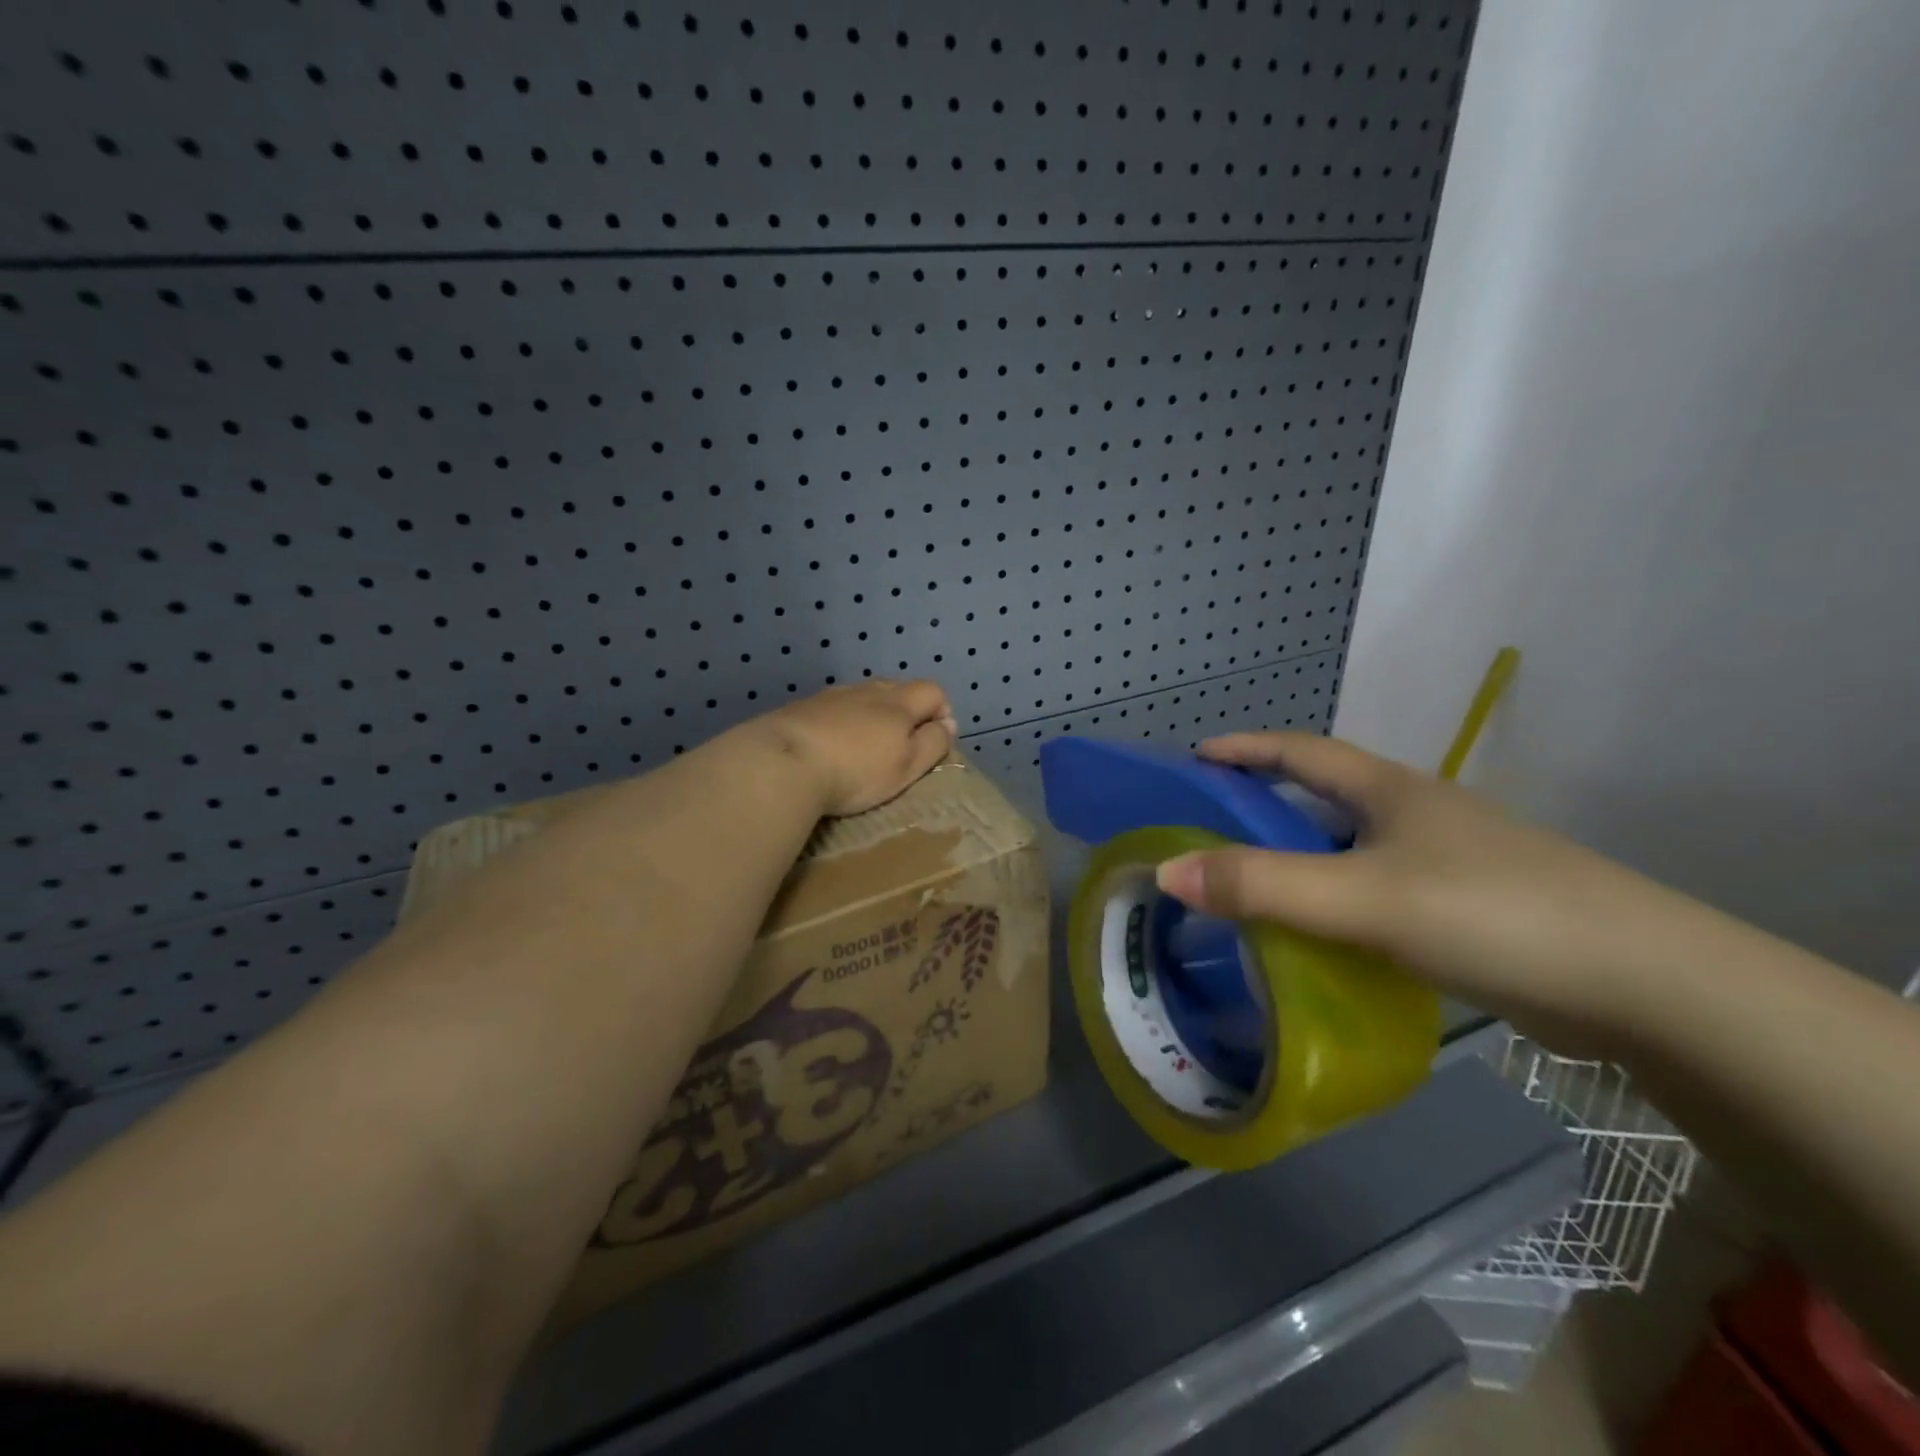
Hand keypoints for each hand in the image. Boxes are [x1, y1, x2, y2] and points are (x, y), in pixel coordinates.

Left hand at [756, 680, 958, 816]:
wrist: (783, 763)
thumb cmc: (855, 770)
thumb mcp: (906, 765)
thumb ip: (932, 743)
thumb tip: (948, 724)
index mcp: (898, 703)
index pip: (933, 691)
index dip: (942, 711)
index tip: (936, 740)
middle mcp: (866, 690)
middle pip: (897, 688)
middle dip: (908, 711)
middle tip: (902, 745)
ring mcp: (831, 696)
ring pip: (863, 696)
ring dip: (872, 714)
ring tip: (865, 746)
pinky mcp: (802, 708)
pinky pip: (834, 708)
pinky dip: (842, 721)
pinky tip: (831, 745)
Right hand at [1153, 732, 1722, 1053]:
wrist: (1645, 985)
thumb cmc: (1488, 912)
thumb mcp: (1359, 896)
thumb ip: (1262, 885)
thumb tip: (1167, 870)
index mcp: (1389, 790)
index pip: (1300, 750)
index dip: (1245, 749)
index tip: (1196, 756)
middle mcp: (1417, 814)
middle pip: (1326, 794)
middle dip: (1268, 802)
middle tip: (1213, 827)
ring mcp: (1448, 861)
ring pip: (1353, 847)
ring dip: (1303, 856)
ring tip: (1254, 884)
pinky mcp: (1469, 909)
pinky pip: (1378, 891)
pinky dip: (1338, 899)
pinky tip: (1321, 933)